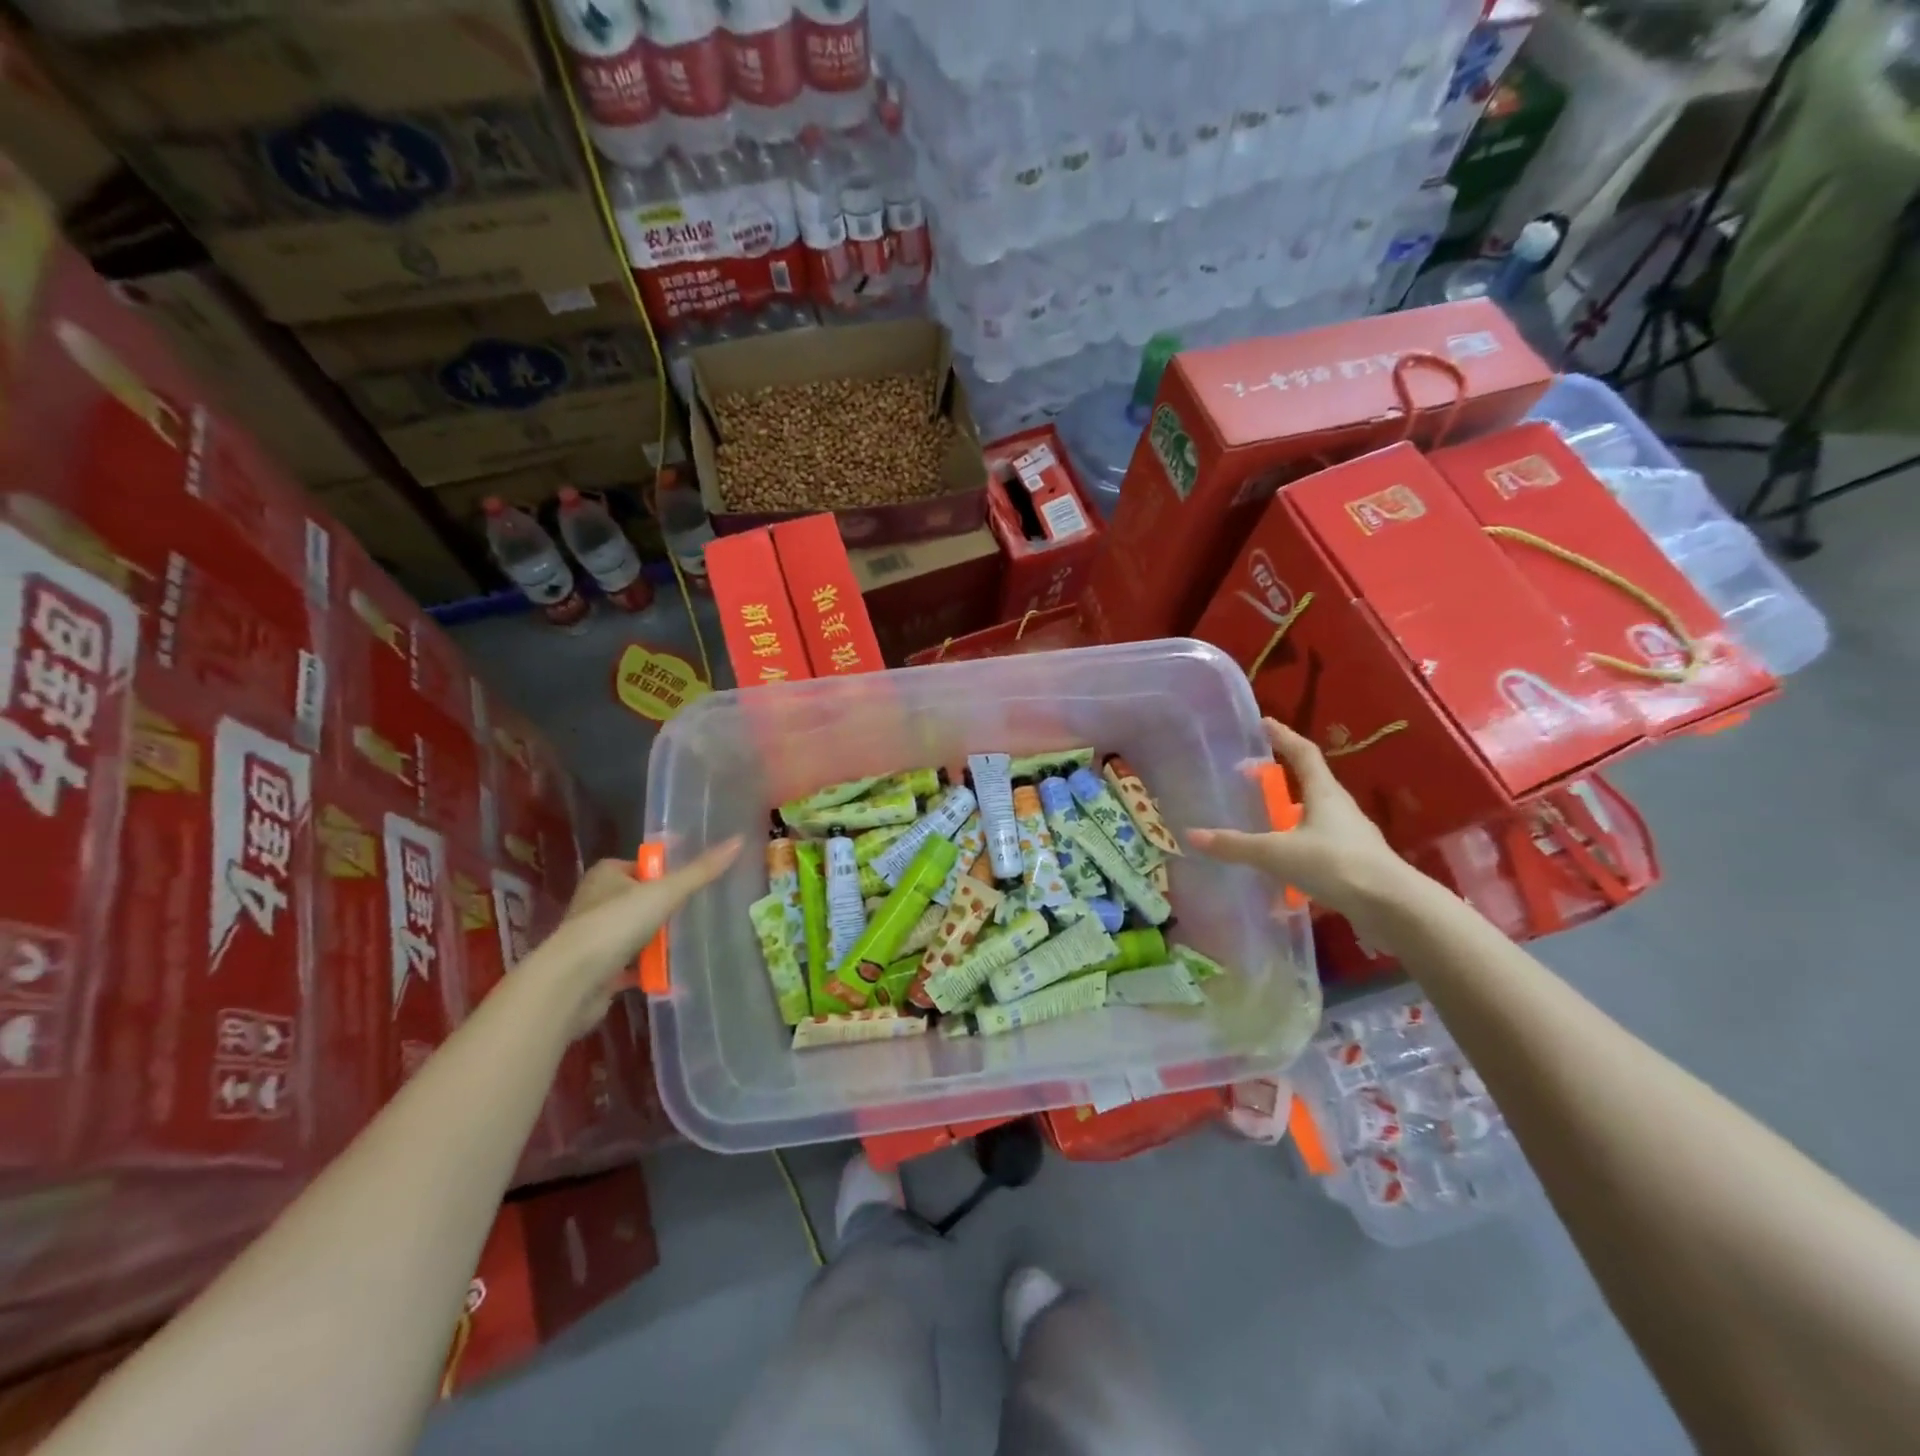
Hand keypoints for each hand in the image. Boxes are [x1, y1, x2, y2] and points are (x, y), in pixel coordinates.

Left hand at [544, 839, 742, 1036]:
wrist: (573, 982)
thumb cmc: (615, 925)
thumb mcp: (665, 892)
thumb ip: (701, 871)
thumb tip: (739, 840)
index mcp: (606, 875)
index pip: (642, 865)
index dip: (666, 873)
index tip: (692, 883)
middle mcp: (595, 901)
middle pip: (639, 899)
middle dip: (664, 909)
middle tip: (696, 913)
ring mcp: (593, 937)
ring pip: (634, 932)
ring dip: (656, 940)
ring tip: (688, 943)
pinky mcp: (596, 969)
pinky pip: (629, 964)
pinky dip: (647, 969)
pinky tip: (670, 972)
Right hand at [1188, 719, 1414, 924]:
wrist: (1393, 907)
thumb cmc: (1335, 864)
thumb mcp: (1277, 853)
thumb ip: (1236, 846)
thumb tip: (1192, 835)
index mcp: (1324, 793)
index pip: (1303, 753)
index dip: (1283, 736)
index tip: (1264, 723)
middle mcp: (1339, 808)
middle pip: (1309, 784)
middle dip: (1280, 777)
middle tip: (1250, 777)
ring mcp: (1350, 837)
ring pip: (1313, 817)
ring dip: (1288, 815)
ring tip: (1261, 822)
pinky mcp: (1353, 864)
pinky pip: (1318, 846)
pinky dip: (1296, 847)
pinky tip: (1281, 866)